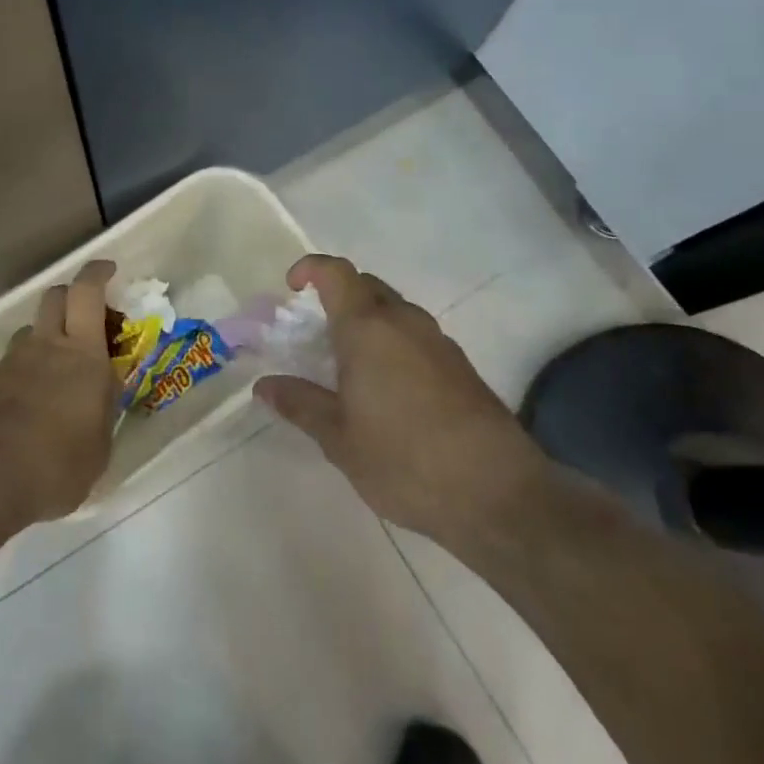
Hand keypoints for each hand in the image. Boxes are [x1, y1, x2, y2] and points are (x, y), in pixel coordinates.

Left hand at [0, 259, 117, 529]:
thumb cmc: (57, 464)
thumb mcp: (100, 444)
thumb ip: (104, 407)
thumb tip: (103, 389)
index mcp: (82, 352)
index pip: (87, 292)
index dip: (97, 273)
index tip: (108, 270)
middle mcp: (46, 345)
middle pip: (55, 296)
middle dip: (73, 295)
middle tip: (89, 315)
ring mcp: (13, 362)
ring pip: (31, 328)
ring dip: (48, 332)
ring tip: (60, 364)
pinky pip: (14, 359)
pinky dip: (28, 365)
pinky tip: (35, 396)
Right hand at [252, 254, 552, 548]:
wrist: (498, 493)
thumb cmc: (404, 460)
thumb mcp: (339, 438)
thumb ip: (301, 404)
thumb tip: (265, 385)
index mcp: (368, 328)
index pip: (335, 272)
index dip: (309, 269)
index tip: (291, 290)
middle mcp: (404, 321)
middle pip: (365, 286)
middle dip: (336, 297)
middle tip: (314, 335)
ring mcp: (437, 341)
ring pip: (393, 311)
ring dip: (367, 322)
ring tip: (348, 367)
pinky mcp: (460, 365)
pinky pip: (415, 336)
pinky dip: (392, 344)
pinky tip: (387, 390)